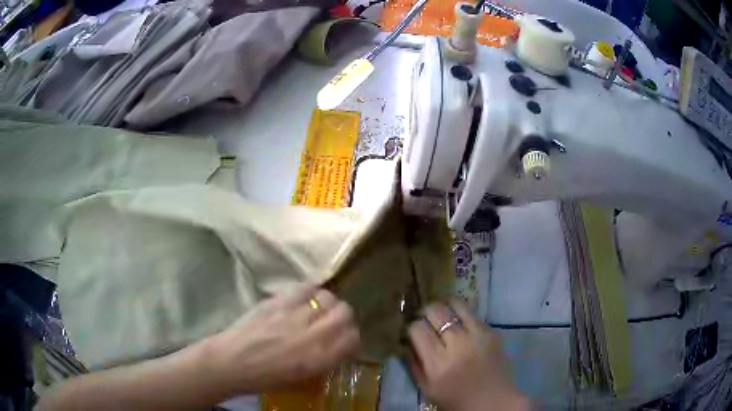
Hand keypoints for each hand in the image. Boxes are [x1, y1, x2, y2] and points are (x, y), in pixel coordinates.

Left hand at [203, 286, 359, 394]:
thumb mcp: (301, 379)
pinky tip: (304, 298)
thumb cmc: (265, 378)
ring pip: (327, 297)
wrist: (231, 363)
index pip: (352, 338)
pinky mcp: (277, 302)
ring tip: (317, 309)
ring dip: (327, 304)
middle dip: (343, 317)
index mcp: (319, 359)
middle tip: (332, 322)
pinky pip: (304, 288)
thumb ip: (323, 361)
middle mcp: (312, 335)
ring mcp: (294, 316)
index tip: (344, 339)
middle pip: (344, 313)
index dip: (351, 337)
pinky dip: (309, 291)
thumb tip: (335, 347)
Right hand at [407, 301, 528, 410]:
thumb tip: (406, 342)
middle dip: (425, 311)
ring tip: (442, 312)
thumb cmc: (456, 400)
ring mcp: (477, 336)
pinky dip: (462, 314)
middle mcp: (457, 345)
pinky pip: (473, 314)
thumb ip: (414, 364)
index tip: (414, 331)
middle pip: (435, 312)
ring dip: (445, 306)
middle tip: (425, 318)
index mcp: (437, 363)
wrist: (492, 401)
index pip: (417, 329)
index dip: (412, 327)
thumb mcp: (426, 389)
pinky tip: (460, 322)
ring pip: (456, 305)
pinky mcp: (492, 332)